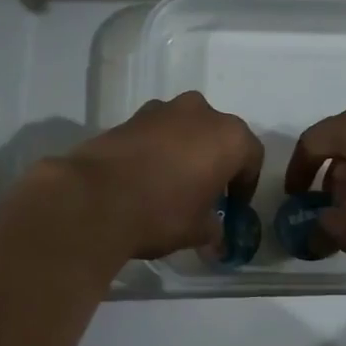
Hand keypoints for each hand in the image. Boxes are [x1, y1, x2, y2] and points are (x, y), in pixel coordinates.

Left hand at [63, 92, 263, 259]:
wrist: (94, 198)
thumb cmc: (161, 212)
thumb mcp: (197, 230)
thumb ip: (214, 229)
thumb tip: (215, 236)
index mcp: (229, 136)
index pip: (251, 157)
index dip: (244, 185)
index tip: (232, 207)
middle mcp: (201, 112)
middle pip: (218, 136)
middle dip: (215, 161)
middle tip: (205, 192)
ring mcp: (163, 109)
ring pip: (185, 129)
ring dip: (185, 150)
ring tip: (172, 183)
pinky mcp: (130, 116)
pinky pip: (156, 132)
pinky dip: (157, 148)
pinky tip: (145, 176)